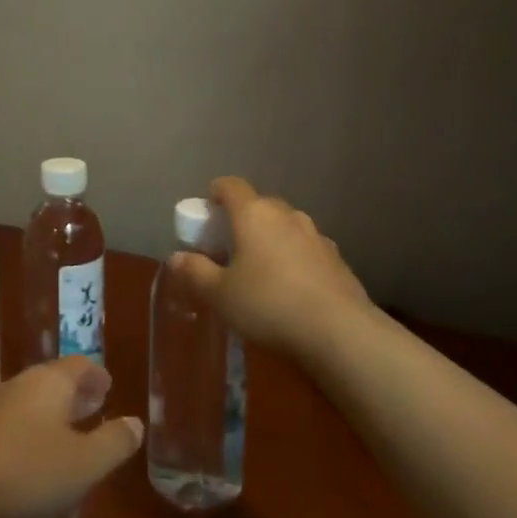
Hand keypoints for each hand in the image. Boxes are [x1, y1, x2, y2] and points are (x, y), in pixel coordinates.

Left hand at [0, 357, 144, 517]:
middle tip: (96, 405)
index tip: (109, 387)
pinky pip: (17, 420)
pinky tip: (38, 454)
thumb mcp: (85, 464)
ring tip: (72, 430)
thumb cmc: (30, 473)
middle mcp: (22, 385)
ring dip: (55, 411)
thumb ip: (114, 442)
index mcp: (50, 382)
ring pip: (34, 400)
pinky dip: (35, 428)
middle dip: (77, 392)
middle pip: (54, 380)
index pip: (79, 366)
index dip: (96, 375)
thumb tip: (135, 423)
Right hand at [170, 175, 370, 357]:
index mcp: (254, 214)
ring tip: (261, 270)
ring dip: (271, 239)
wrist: (340, 332)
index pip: (231, 186)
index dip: (215, 193)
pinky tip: (292, 289)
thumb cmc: (268, 305)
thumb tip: (176, 257)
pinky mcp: (338, 260)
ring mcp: (316, 236)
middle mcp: (287, 216)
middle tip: (229, 247)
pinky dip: (295, 259)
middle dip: (243, 220)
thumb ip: (195, 272)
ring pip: (286, 227)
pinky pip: (307, 250)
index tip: (206, 212)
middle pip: (260, 205)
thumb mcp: (220, 294)